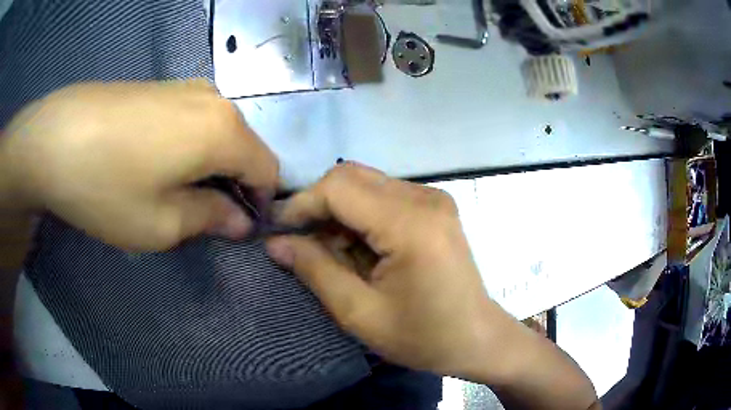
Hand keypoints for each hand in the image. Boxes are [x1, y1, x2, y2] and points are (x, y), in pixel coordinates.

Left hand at [0, 80, 277, 250]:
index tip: (237, 228)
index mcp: (224, 131)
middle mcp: (214, 100)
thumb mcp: (162, 224)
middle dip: (233, 185)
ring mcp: (186, 87)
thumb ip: (211, 219)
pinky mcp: (161, 86)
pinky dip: (189, 147)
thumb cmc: (106, 187)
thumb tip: (241, 221)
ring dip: (209, 166)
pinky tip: (153, 162)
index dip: (261, 203)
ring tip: (171, 190)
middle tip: (199, 215)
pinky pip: (193, 120)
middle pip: (245, 148)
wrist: (53, 138)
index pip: (269, 170)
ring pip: (218, 133)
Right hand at [265, 163, 493, 375]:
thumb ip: (315, 270)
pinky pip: (384, 195)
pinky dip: (360, 216)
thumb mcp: (360, 313)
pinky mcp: (435, 206)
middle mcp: (425, 198)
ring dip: (339, 212)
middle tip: (302, 243)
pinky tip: (358, 248)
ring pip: (366, 184)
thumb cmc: (422, 336)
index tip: (278, 231)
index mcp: (411, 224)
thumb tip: (275, 242)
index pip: (339, 187)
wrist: (476, 338)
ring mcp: (433, 198)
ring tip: (331, 252)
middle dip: (318, 206)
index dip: (301, 204)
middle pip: (351, 177)